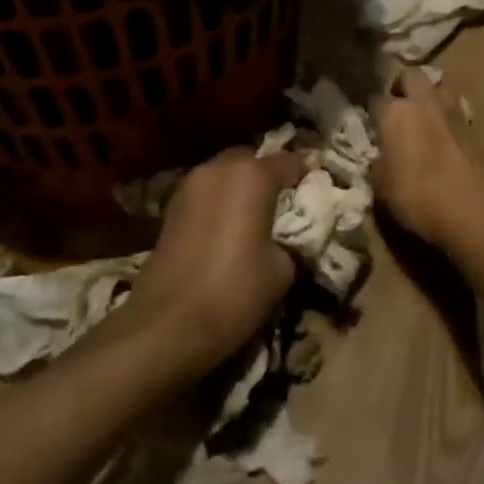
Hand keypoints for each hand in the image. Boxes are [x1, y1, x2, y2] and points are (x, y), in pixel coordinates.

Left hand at [126, 148, 302, 372]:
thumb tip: (285, 239)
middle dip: (267, 174)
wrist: (166, 324)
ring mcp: (190, 186)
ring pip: (224, 174)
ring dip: (240, 187)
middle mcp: (219, 169)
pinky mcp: (171, 207)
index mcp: (252, 175)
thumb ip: (290, 242)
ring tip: (254, 216)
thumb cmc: (234, 291)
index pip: (289, 162)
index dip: (306, 173)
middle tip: (283, 201)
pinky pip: (206, 193)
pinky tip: (228, 228)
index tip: (317, 185)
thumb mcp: (282, 270)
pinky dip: (220, 201)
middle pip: (251, 159)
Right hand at [370, 68, 483, 246]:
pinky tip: (445, 140)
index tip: (372, 125)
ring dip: (430, 100)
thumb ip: (378, 163)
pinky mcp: (474, 128)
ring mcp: (453, 112)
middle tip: (398, 110)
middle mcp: (423, 103)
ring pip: (438, 89)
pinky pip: (456, 113)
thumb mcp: (381, 186)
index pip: (376, 98)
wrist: (472, 209)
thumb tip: (381, 157)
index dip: (373, 112)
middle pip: (411, 77)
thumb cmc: (416, 196)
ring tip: (424, 121)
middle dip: (403, 88)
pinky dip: (449, 121)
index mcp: (395, 112)